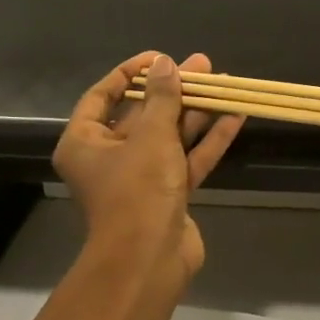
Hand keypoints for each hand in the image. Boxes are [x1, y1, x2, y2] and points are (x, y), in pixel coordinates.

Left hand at [54, 51, 243, 297]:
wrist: (149, 260)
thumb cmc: (137, 190)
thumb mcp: (150, 136)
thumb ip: (161, 97)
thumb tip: (165, 63)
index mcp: (85, 142)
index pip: (102, 96)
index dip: (130, 73)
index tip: (159, 58)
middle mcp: (109, 157)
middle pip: (142, 114)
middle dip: (173, 90)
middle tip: (203, 66)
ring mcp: (141, 178)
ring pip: (170, 136)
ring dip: (196, 112)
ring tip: (225, 83)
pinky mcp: (169, 195)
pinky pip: (188, 159)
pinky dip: (208, 140)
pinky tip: (234, 116)